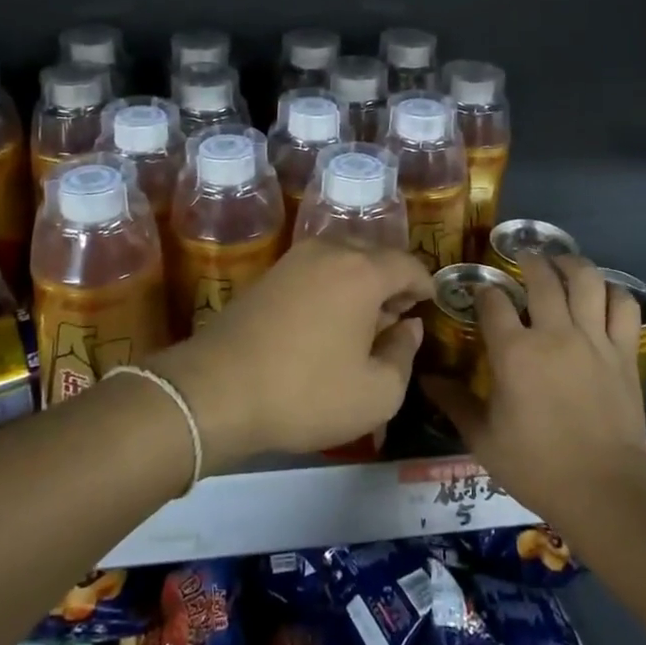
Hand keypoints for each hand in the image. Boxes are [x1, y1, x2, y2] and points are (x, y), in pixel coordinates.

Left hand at [155, 238, 433, 468]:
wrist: (215, 390)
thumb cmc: (306, 392)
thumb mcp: (376, 393)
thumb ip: (404, 355)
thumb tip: (408, 327)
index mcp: (363, 271)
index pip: (409, 265)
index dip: (426, 285)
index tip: (430, 306)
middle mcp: (330, 251)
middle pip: (376, 255)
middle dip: (393, 283)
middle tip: (399, 318)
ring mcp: (295, 259)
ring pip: (344, 260)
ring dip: (362, 284)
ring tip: (365, 323)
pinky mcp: (269, 274)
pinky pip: (317, 270)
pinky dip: (333, 287)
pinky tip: (328, 322)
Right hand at [422, 254, 645, 518]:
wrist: (603, 489)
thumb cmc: (536, 465)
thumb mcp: (483, 438)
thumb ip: (454, 402)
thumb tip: (426, 379)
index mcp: (514, 351)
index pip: (493, 301)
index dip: (483, 290)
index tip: (480, 291)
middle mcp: (554, 332)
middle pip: (541, 277)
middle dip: (528, 261)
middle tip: (522, 257)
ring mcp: (593, 339)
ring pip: (586, 280)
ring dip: (571, 264)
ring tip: (562, 262)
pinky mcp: (624, 352)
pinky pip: (623, 306)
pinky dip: (614, 292)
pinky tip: (603, 293)